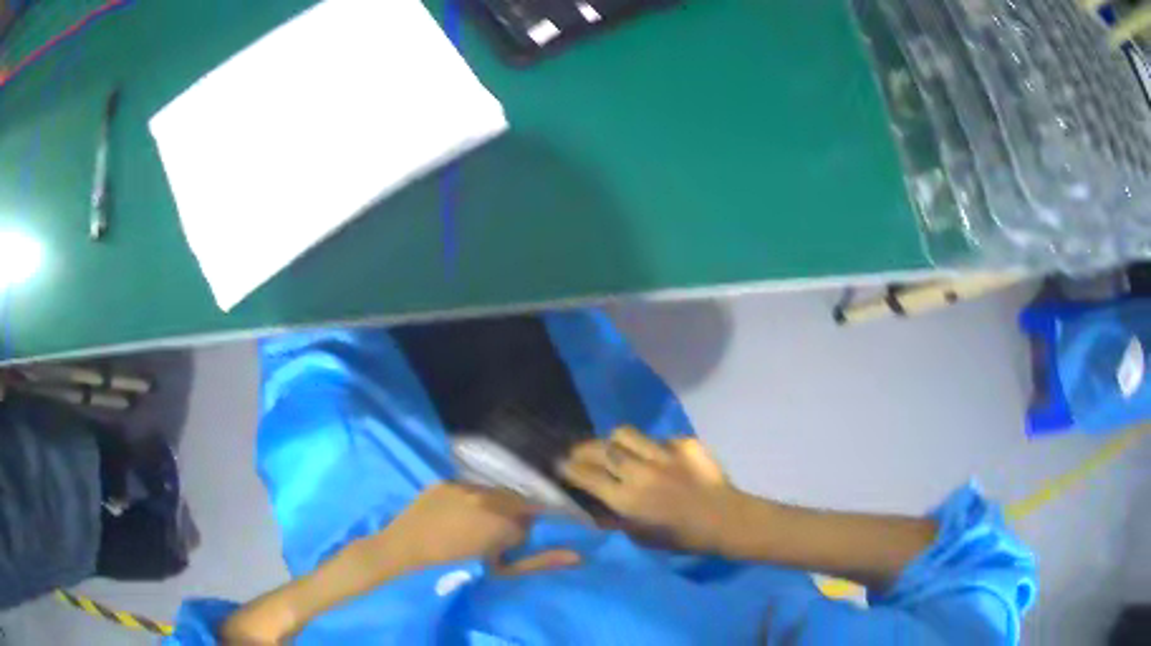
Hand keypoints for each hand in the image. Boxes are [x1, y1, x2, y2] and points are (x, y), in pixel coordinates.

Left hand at [382, 482, 580, 575]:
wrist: (405, 548)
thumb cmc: (454, 566)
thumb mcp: (500, 568)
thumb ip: (540, 561)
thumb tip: (578, 557)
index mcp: (502, 520)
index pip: (534, 516)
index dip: (525, 530)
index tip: (513, 540)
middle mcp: (488, 496)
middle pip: (517, 500)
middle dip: (512, 516)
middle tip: (494, 534)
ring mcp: (465, 485)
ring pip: (495, 492)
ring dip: (494, 505)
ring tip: (474, 523)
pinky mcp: (447, 480)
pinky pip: (470, 487)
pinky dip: (471, 499)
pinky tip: (457, 513)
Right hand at [559, 427, 743, 552]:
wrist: (726, 519)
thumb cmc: (681, 537)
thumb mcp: (641, 536)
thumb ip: (616, 518)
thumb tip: (597, 505)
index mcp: (626, 499)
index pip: (587, 476)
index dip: (569, 468)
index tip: (561, 465)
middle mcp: (639, 472)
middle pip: (600, 449)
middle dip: (583, 449)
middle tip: (580, 452)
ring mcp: (663, 454)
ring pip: (625, 434)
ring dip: (614, 442)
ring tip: (615, 448)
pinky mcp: (683, 443)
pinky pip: (657, 438)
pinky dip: (651, 447)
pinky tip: (658, 458)